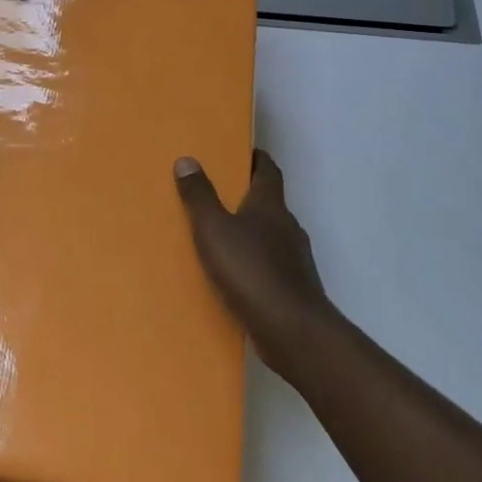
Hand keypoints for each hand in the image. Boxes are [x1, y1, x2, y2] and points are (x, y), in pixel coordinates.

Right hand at [174, 149, 335, 373]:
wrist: (291, 330)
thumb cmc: (250, 270)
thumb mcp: (214, 229)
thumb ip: (199, 196)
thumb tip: (187, 159)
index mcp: (270, 206)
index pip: (268, 171)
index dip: (257, 159)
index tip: (242, 152)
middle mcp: (287, 227)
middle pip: (269, 202)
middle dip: (248, 196)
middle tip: (218, 192)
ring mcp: (294, 259)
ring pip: (270, 236)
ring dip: (250, 232)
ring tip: (220, 235)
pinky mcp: (292, 288)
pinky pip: (269, 265)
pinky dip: (253, 262)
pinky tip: (233, 275)